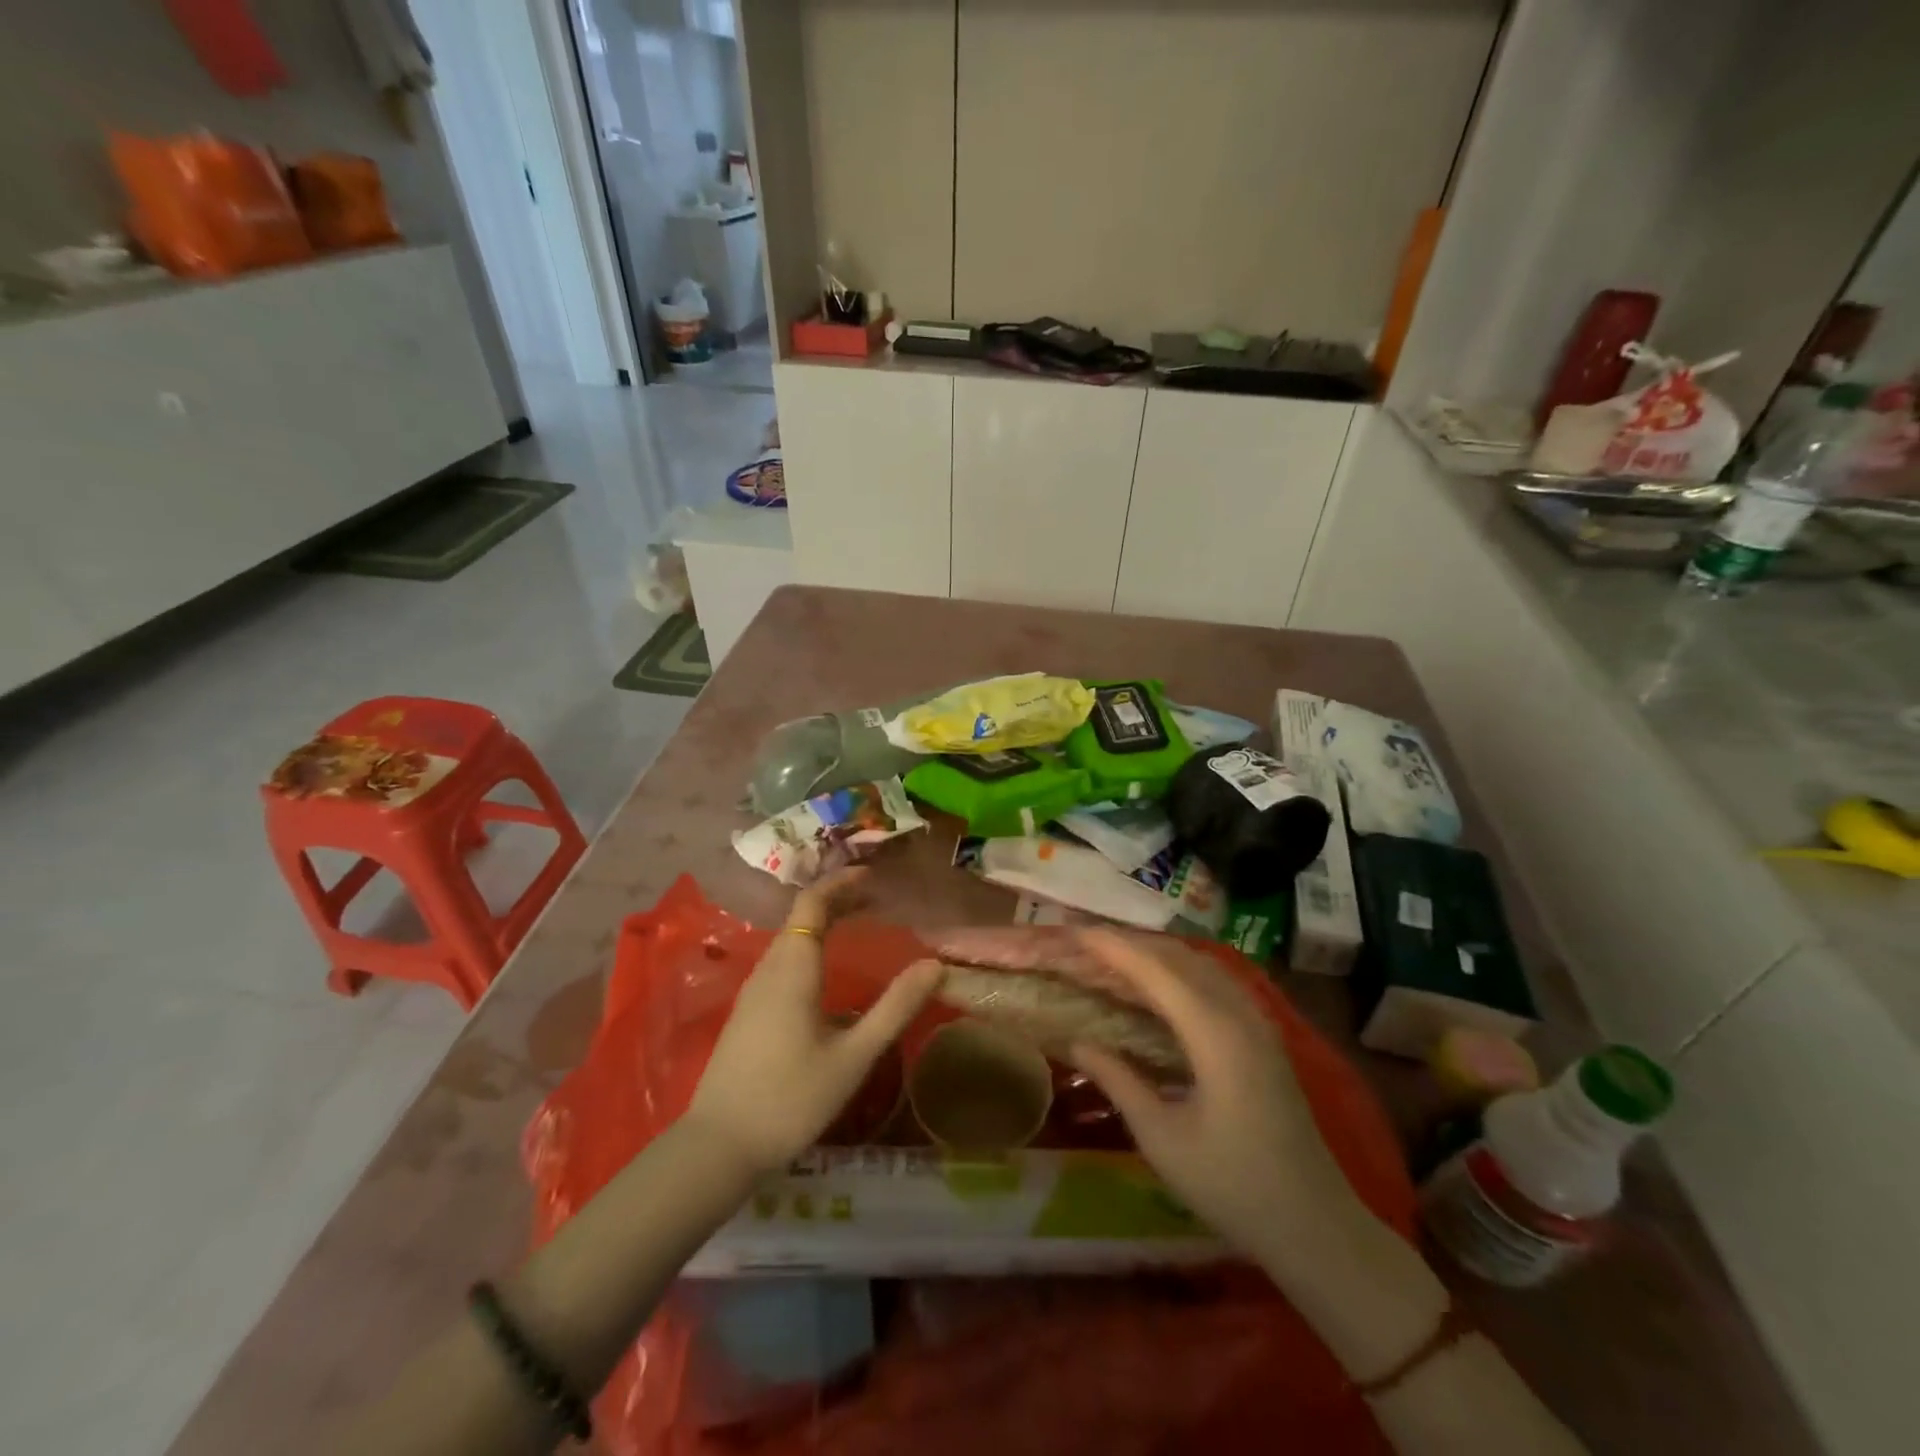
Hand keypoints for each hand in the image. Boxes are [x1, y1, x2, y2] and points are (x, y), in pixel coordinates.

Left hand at [684, 868, 942, 1174]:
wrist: (719, 1147)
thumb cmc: (791, 1098)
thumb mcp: (853, 1056)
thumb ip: (895, 1008)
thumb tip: (936, 965)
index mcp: (792, 968)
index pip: (812, 903)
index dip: (842, 882)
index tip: (874, 876)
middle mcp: (768, 969)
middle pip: (801, 917)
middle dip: (838, 900)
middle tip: (878, 899)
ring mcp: (753, 991)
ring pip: (789, 939)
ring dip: (823, 924)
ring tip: (859, 926)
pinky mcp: (747, 1013)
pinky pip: (782, 961)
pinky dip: (809, 948)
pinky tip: (827, 974)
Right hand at [1068, 930, 1371, 1266]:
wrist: (1316, 1226)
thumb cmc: (1233, 1186)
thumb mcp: (1162, 1138)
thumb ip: (1118, 1080)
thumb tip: (1078, 1042)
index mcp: (1214, 1033)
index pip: (1154, 970)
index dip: (1111, 946)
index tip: (1072, 930)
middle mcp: (1238, 1012)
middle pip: (1177, 956)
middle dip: (1128, 941)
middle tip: (1082, 940)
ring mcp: (1256, 1021)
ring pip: (1199, 963)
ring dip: (1154, 951)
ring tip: (1112, 954)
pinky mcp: (1262, 1035)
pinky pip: (1214, 980)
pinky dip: (1177, 968)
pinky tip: (1157, 983)